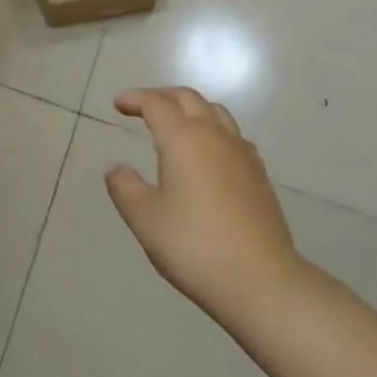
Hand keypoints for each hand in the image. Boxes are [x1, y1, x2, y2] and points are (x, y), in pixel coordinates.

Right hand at [105, 87, 304, 321]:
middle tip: (143, 106)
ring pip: (215, 112)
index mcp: (183, 138)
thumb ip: (125, 187)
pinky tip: (210, 153)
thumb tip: (116, 167)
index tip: (119, 104)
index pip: (156, 103)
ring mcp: (241, 152)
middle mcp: (214, 135)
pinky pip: (233, 135)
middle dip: (162, 96)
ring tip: (176, 123)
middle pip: (188, 98)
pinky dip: (214, 130)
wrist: (261, 281)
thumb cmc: (194, 246)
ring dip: (191, 108)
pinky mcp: (259, 174)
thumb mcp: (145, 219)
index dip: (135, 98)